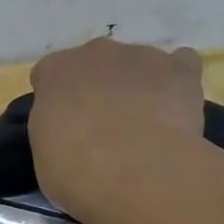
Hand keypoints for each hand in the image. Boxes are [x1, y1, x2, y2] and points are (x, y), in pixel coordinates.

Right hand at [28, 38, 203, 218]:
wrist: (134, 172)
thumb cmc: (75, 171)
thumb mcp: (43, 157)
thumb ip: (54, 132)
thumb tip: (70, 134)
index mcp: (54, 71)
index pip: (50, 75)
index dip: (59, 101)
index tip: (65, 128)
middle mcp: (95, 52)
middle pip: (95, 63)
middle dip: (99, 89)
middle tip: (104, 130)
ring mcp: (141, 55)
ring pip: (137, 64)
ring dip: (137, 87)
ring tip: (145, 127)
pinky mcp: (180, 69)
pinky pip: (181, 65)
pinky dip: (177, 82)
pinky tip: (175, 109)